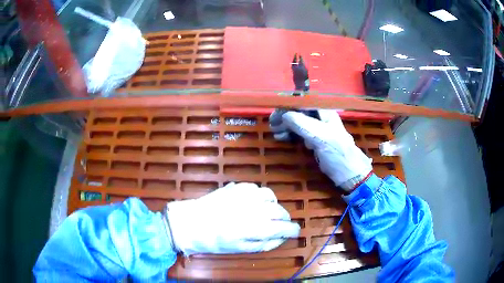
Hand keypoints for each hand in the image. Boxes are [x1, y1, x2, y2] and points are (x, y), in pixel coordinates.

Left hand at [165, 183, 299, 254]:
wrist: (190, 222)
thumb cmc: (214, 241)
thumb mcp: (241, 249)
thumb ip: (266, 244)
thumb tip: (282, 238)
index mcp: (255, 228)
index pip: (284, 227)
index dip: (293, 230)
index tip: (295, 232)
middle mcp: (254, 209)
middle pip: (280, 211)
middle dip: (284, 219)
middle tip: (280, 225)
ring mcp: (245, 195)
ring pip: (271, 196)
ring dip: (274, 206)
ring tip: (267, 213)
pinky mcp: (237, 186)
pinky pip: (257, 189)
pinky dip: (261, 197)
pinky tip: (254, 203)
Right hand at [270, 110, 372, 190]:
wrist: (349, 174)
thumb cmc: (338, 154)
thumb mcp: (321, 138)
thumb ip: (303, 125)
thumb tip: (285, 115)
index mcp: (325, 112)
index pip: (303, 103)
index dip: (288, 107)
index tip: (275, 115)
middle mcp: (321, 118)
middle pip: (299, 112)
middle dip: (285, 117)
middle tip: (272, 125)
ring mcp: (319, 129)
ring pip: (298, 122)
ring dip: (286, 126)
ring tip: (276, 133)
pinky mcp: (316, 140)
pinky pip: (300, 133)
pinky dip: (291, 134)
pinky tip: (283, 138)